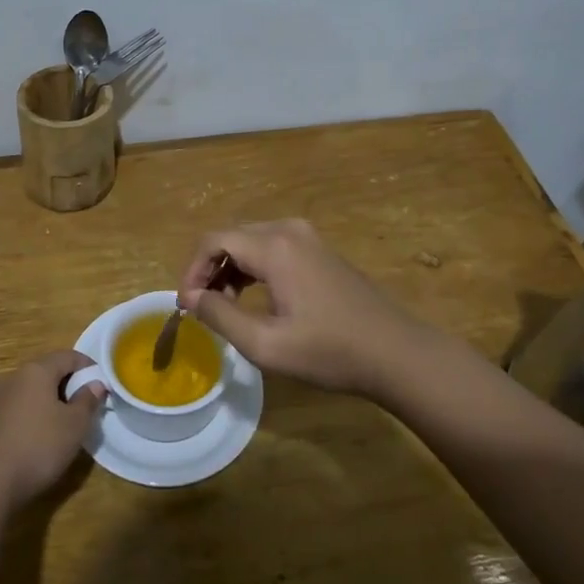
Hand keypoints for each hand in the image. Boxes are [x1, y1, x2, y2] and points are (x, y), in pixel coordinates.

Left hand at [0, 351, 105, 507]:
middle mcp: (16, 377)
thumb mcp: (75, 424)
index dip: (88, 366)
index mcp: (37, 370)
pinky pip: (23, 406)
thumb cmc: (40, 445)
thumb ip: (88, 400)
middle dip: (71, 383)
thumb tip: (96, 384)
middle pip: (49, 370)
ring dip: (54, 399)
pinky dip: (38, 412)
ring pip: (35, 389)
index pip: (68, 356)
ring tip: (70, 421)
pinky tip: (46, 435)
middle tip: (89, 404)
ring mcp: (1, 398)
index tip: (103, 384)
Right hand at [177, 220, 430, 398]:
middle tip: (200, 307)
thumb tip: (192, 298)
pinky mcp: (320, 252)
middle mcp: (289, 230)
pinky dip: (253, 269)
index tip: (186, 305)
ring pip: (251, 242)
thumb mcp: (266, 344)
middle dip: (209, 269)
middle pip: (231, 236)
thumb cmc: (330, 351)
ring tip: (223, 306)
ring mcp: (309, 239)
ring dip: (230, 269)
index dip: (192, 270)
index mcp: (275, 247)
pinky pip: (273, 249)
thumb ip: (221, 317)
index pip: (214, 240)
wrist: (396, 353)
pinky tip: (253, 299)